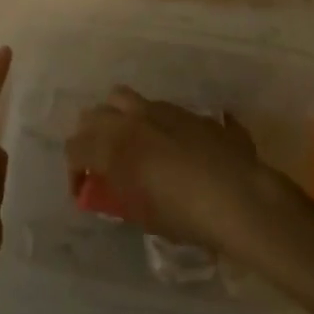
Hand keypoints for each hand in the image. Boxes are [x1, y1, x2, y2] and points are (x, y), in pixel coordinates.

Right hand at [64, 87, 285, 250]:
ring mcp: (159, 110)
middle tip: (100, 163)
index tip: (83, 191)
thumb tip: (113, 188)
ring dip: (115, 117)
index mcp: (112, 147)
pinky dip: (149, 120)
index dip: (74, 172)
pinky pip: (155, 107)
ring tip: (127, 140)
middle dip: (89, 138)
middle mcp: (130, 120)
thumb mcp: (142, 215)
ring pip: (120, 98)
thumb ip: (119, 196)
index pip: (74, 149)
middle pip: (91, 116)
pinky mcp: (187, 111)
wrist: (240, 198)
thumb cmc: (185, 215)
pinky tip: (166, 143)